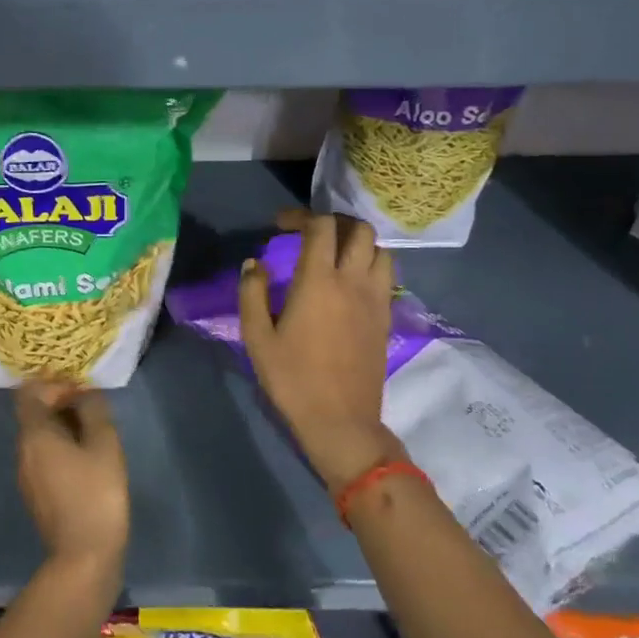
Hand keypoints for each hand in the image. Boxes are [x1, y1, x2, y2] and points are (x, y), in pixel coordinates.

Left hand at [15, 383, 129, 584]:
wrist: (84, 557)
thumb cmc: (96, 493)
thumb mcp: (104, 444)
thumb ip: (94, 410)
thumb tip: (85, 393)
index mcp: (34, 434)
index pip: (29, 392)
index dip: (52, 383)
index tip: (79, 386)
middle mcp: (23, 451)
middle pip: (34, 414)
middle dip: (61, 403)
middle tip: (93, 405)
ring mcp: (27, 475)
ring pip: (40, 437)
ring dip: (63, 426)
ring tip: (95, 429)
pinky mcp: (37, 494)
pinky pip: (44, 457)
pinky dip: (62, 447)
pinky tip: (88, 457)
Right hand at [239, 209, 399, 491]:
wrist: (340, 420)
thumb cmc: (292, 378)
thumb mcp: (257, 337)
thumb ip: (252, 293)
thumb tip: (255, 264)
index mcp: (319, 281)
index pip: (321, 227)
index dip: (301, 216)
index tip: (281, 225)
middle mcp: (353, 281)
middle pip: (359, 230)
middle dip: (334, 222)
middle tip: (311, 233)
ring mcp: (376, 299)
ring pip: (380, 250)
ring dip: (358, 243)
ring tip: (335, 254)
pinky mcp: (386, 317)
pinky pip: (386, 276)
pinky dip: (370, 265)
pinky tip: (350, 282)